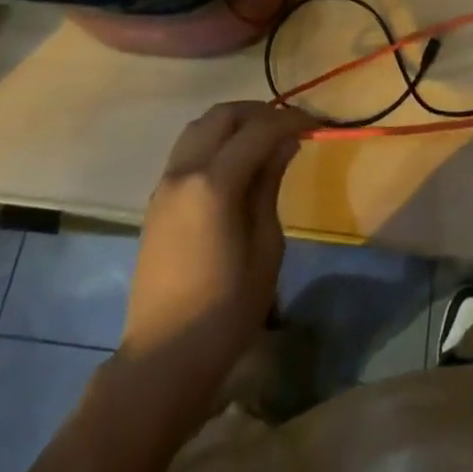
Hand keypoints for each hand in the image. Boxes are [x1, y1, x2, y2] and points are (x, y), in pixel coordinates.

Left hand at [121, 101, 312, 391]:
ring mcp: (165, 185)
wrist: (164, 359)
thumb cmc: (226, 309)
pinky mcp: (157, 201)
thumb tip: (285, 144)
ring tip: (263, 139)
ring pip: (199, 127)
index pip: (258, 130)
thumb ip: (270, 185)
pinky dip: (214, 141)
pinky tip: (236, 163)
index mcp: (213, 184)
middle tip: (289, 127)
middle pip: (222, 116)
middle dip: (259, 113)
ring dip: (233, 123)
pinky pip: (187, 150)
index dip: (290, 120)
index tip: (315, 124)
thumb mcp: (266, 247)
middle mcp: (184, 172)